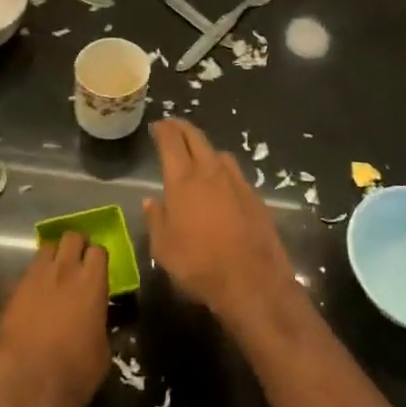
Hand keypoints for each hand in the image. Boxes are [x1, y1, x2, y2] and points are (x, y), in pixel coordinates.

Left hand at [0, 232, 110, 406]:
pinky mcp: (11, 292)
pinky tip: (32, 299)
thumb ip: (99, 319)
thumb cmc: (76, 375)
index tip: (97, 269)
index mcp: (92, 283)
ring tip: (53, 277)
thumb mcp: (102, 348)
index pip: (99, 250)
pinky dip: (32, 281)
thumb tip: (93, 314)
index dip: (98, 258)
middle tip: (77, 263)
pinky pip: (25, 274)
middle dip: (76, 246)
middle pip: (71, 237)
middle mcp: (64, 271)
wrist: (29, 391)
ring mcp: (34, 279)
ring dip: (52, 259)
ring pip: (45, 250)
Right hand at [145, 120, 305, 337]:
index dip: (163, 129)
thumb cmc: (198, 264)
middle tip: (173, 127)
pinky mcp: (254, 196)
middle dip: (182, 128)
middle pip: (196, 138)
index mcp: (183, 179)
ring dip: (204, 148)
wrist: (252, 280)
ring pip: (218, 152)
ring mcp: (236, 181)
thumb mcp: (163, 248)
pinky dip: (222, 169)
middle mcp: (210, 171)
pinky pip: (234, 172)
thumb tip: (151, 201)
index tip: (158, 126)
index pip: (171, 141)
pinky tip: (220, 183)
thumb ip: (156, 219)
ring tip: (197, 155)